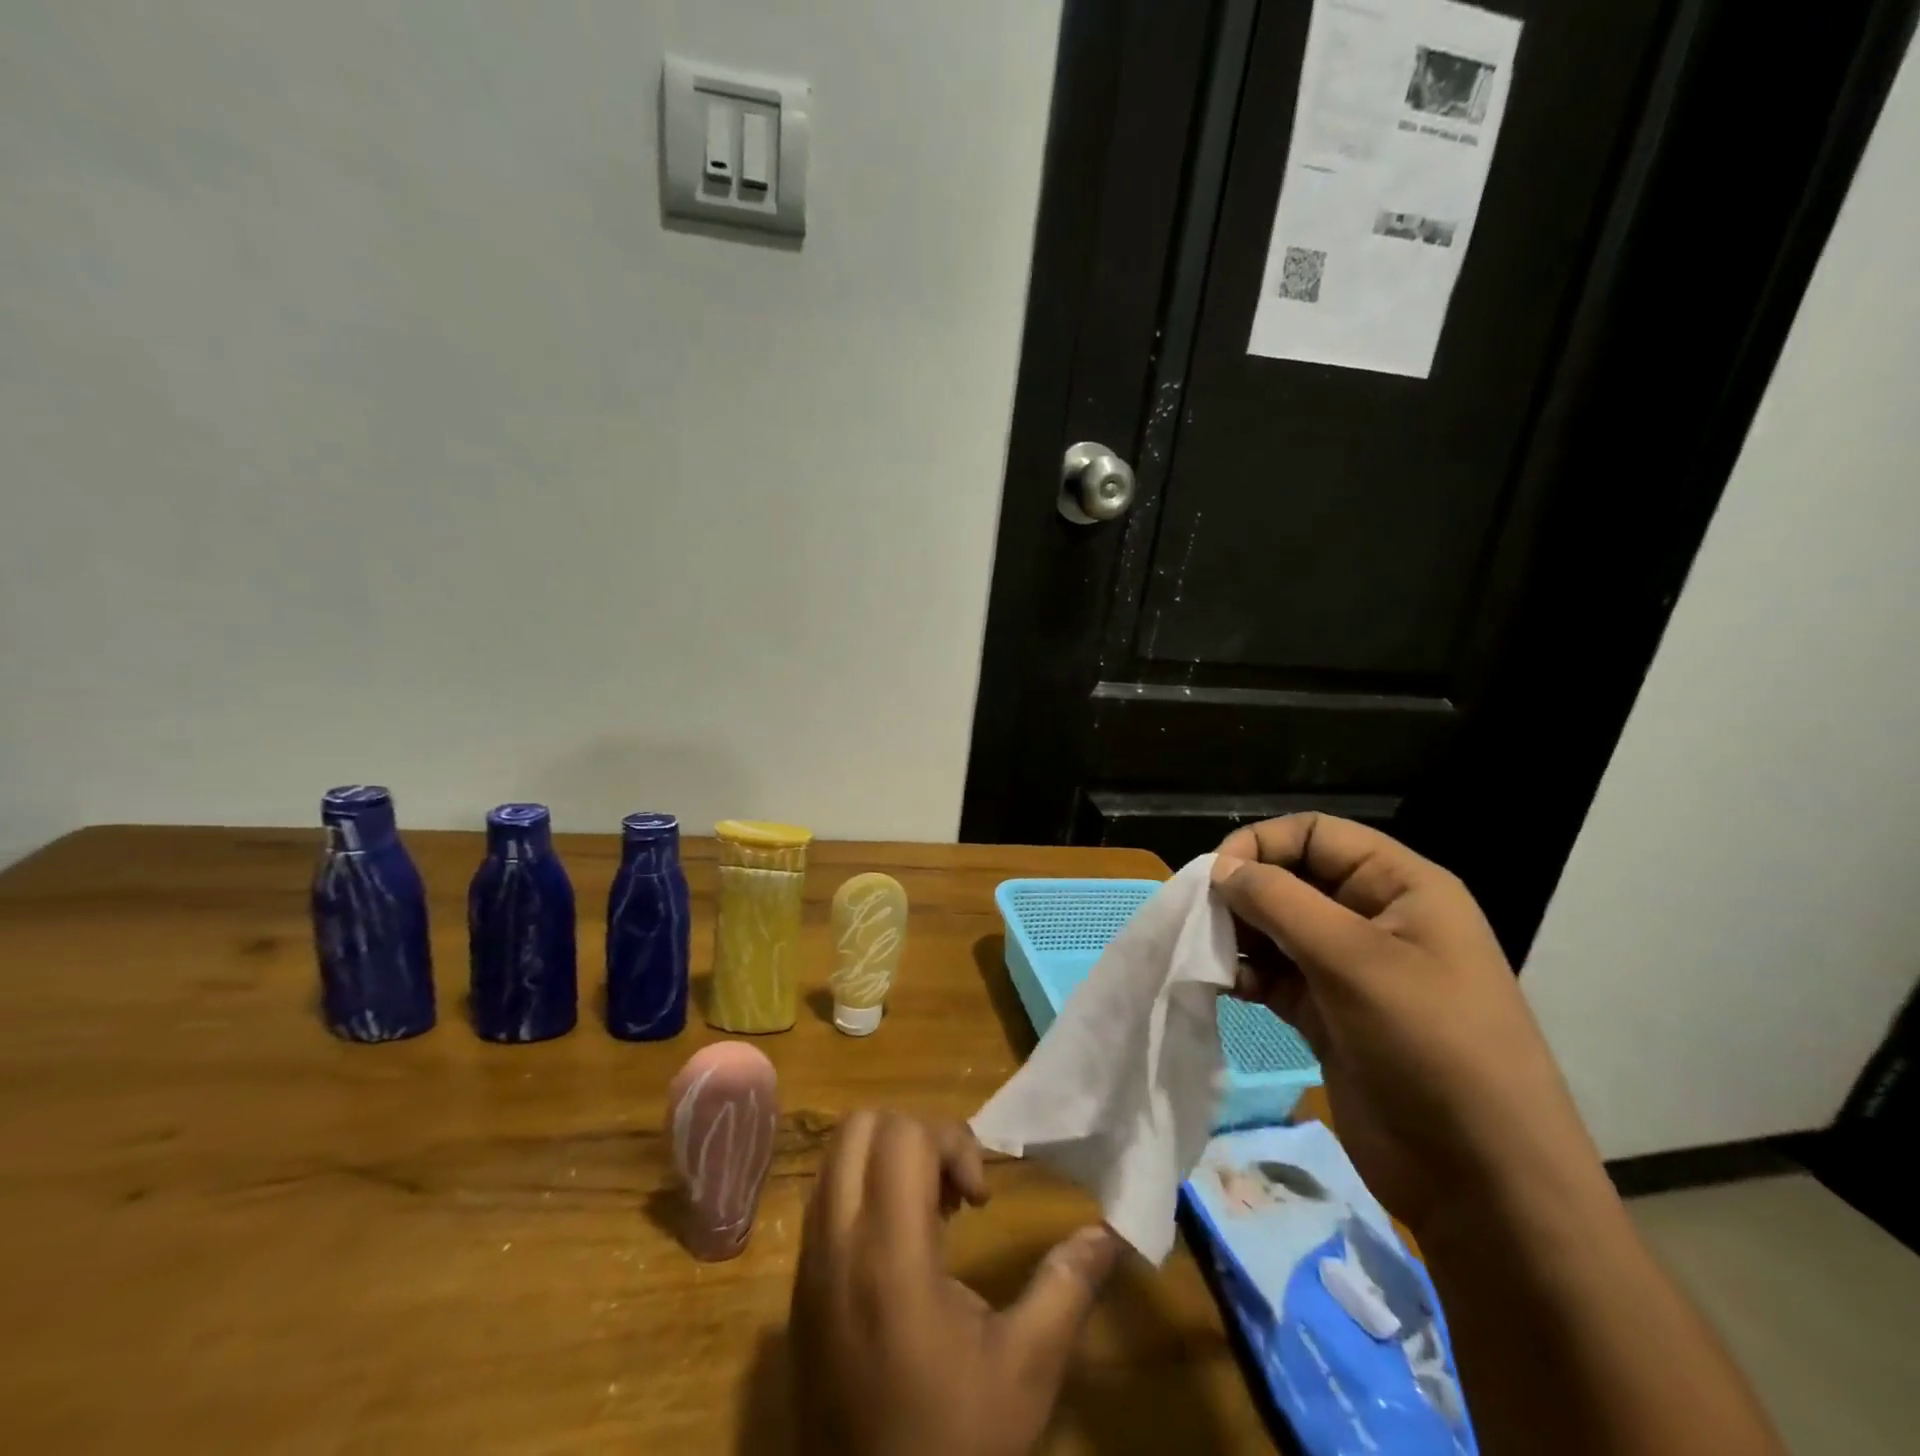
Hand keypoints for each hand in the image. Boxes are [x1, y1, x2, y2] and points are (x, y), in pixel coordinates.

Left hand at [791, 1112, 1120, 1455]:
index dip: (951, 1141)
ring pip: (836, 1157)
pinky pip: (822, 1200)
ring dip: (884, 1161)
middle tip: (952, 1190)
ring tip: (928, 1215)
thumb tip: (1110, 1233)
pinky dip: (861, 1192)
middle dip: (915, 1137)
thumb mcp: (1025, 1369)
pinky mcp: (797, 1288)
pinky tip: (898, 1249)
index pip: (903, 1134)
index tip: (980, 1198)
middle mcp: (837, 1244)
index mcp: (890, 1254)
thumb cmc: (955, 1443)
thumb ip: (1066, 1287)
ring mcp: (808, 1264)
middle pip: (862, 1126)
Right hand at [1214, 815, 1602, 1236]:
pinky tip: (1227, 988)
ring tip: (1207, 955)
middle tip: (1200, 920)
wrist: (1484, 1184)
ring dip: (1239, 935)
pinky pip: (1276, 975)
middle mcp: (1374, 918)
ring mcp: (1351, 970)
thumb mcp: (1355, 961)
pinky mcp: (1330, 1014)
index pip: (1316, 835)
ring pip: (1277, 928)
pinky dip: (1247, 975)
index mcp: (1400, 887)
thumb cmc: (1432, 1049)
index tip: (1216, 878)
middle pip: (1292, 878)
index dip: (1262, 844)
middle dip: (1244, 893)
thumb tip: (1220, 868)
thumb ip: (1281, 903)